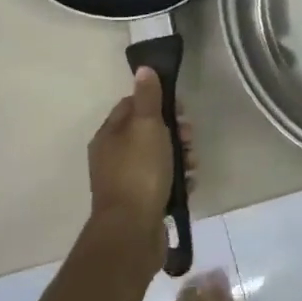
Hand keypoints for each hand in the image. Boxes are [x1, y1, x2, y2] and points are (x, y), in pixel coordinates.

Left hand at [85, 68, 192, 267]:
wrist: (132, 231)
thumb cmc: (139, 173)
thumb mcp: (146, 127)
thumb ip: (148, 98)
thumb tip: (144, 69)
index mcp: (109, 135)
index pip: (132, 105)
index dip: (158, 103)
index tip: (180, 109)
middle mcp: (112, 156)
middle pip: (148, 132)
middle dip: (175, 132)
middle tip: (190, 138)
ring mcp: (125, 181)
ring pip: (158, 157)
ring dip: (180, 157)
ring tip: (193, 165)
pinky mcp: (139, 202)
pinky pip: (161, 182)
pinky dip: (176, 180)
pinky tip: (188, 184)